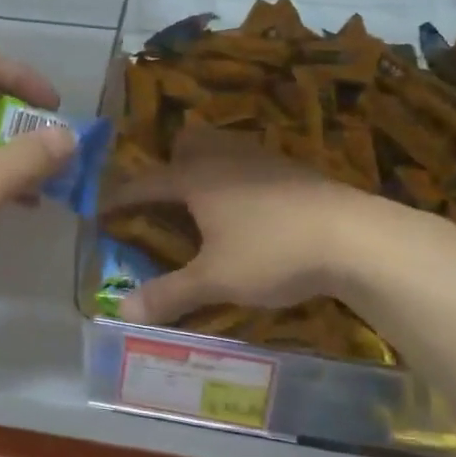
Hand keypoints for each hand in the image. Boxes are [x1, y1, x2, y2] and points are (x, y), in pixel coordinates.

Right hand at [105, 126, 386, 325]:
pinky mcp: (294, 169)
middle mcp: (225, 157)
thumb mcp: (214, 279)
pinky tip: (252, 209)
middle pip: (188, 143)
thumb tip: (119, 313)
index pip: (145, 183)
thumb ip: (168, 294)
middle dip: (170, 163)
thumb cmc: (273, 253)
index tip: (101, 209)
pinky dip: (239, 178)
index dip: (120, 197)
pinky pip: (251, 163)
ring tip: (207, 203)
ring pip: (223, 147)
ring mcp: (263, 159)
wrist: (354, 237)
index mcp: (196, 177)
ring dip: (207, 166)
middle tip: (167, 198)